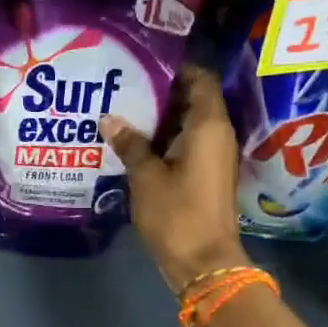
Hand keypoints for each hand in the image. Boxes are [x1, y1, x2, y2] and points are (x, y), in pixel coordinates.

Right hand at [101, 65, 247, 290]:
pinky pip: (186, 145)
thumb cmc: (177, 213)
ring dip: (160, 118)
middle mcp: (217, 135)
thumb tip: (109, 119)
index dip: (176, 68)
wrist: (204, 263)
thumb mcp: (146, 176)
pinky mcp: (206, 175)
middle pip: (193, 100)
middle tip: (125, 84)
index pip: (201, 79)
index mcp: (209, 126)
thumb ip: (130, 143)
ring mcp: (214, 157)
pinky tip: (134, 142)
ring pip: (187, 124)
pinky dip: (164, 140)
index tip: (144, 63)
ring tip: (123, 109)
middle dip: (162, 93)